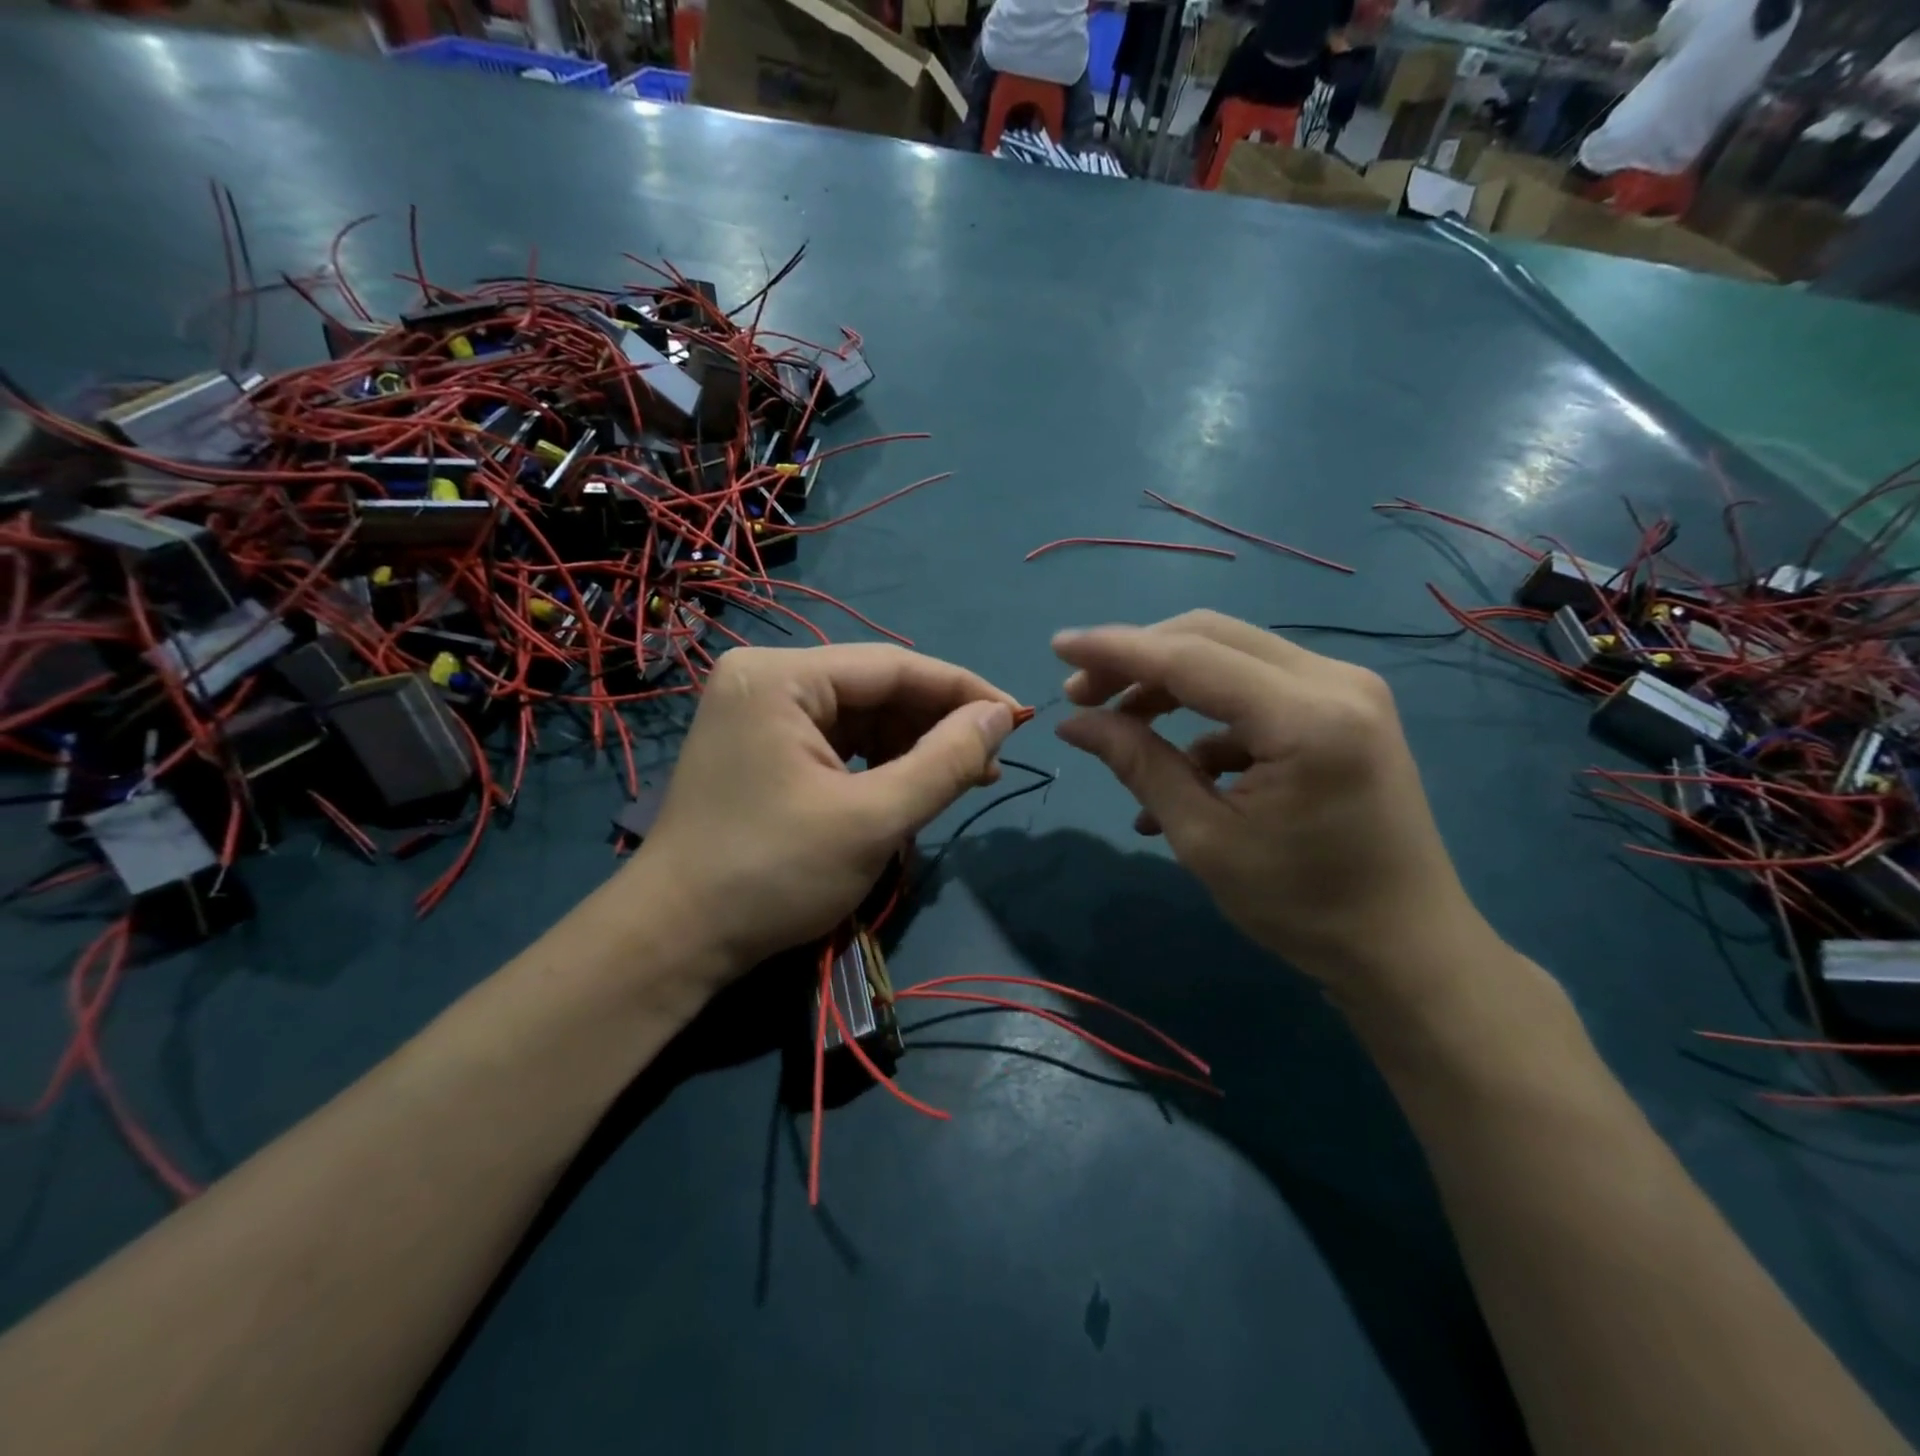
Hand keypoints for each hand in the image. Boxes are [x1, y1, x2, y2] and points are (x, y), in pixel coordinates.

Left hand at [628, 644, 1018, 985]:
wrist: (675, 939)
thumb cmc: (773, 875)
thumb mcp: (873, 820)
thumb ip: (945, 761)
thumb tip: (1002, 715)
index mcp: (781, 677)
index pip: (894, 667)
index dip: (963, 691)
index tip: (1018, 719)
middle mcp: (765, 678)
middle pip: (875, 688)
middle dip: (936, 725)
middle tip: (989, 764)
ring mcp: (758, 711)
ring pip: (858, 716)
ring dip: (911, 746)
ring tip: (960, 780)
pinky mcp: (760, 745)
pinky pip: (835, 739)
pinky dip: (877, 762)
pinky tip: (909, 786)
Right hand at [1050, 611, 1487, 992]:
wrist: (1406, 949)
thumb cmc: (1303, 908)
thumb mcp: (1206, 839)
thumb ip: (1139, 765)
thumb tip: (1074, 722)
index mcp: (1306, 717)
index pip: (1190, 657)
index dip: (1116, 649)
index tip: (1057, 646)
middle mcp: (1335, 680)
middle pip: (1211, 637)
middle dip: (1138, 659)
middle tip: (1082, 695)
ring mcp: (1346, 689)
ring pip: (1232, 656)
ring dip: (1169, 683)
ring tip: (1118, 725)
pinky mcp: (1344, 709)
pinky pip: (1257, 691)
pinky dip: (1207, 717)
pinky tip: (1176, 767)